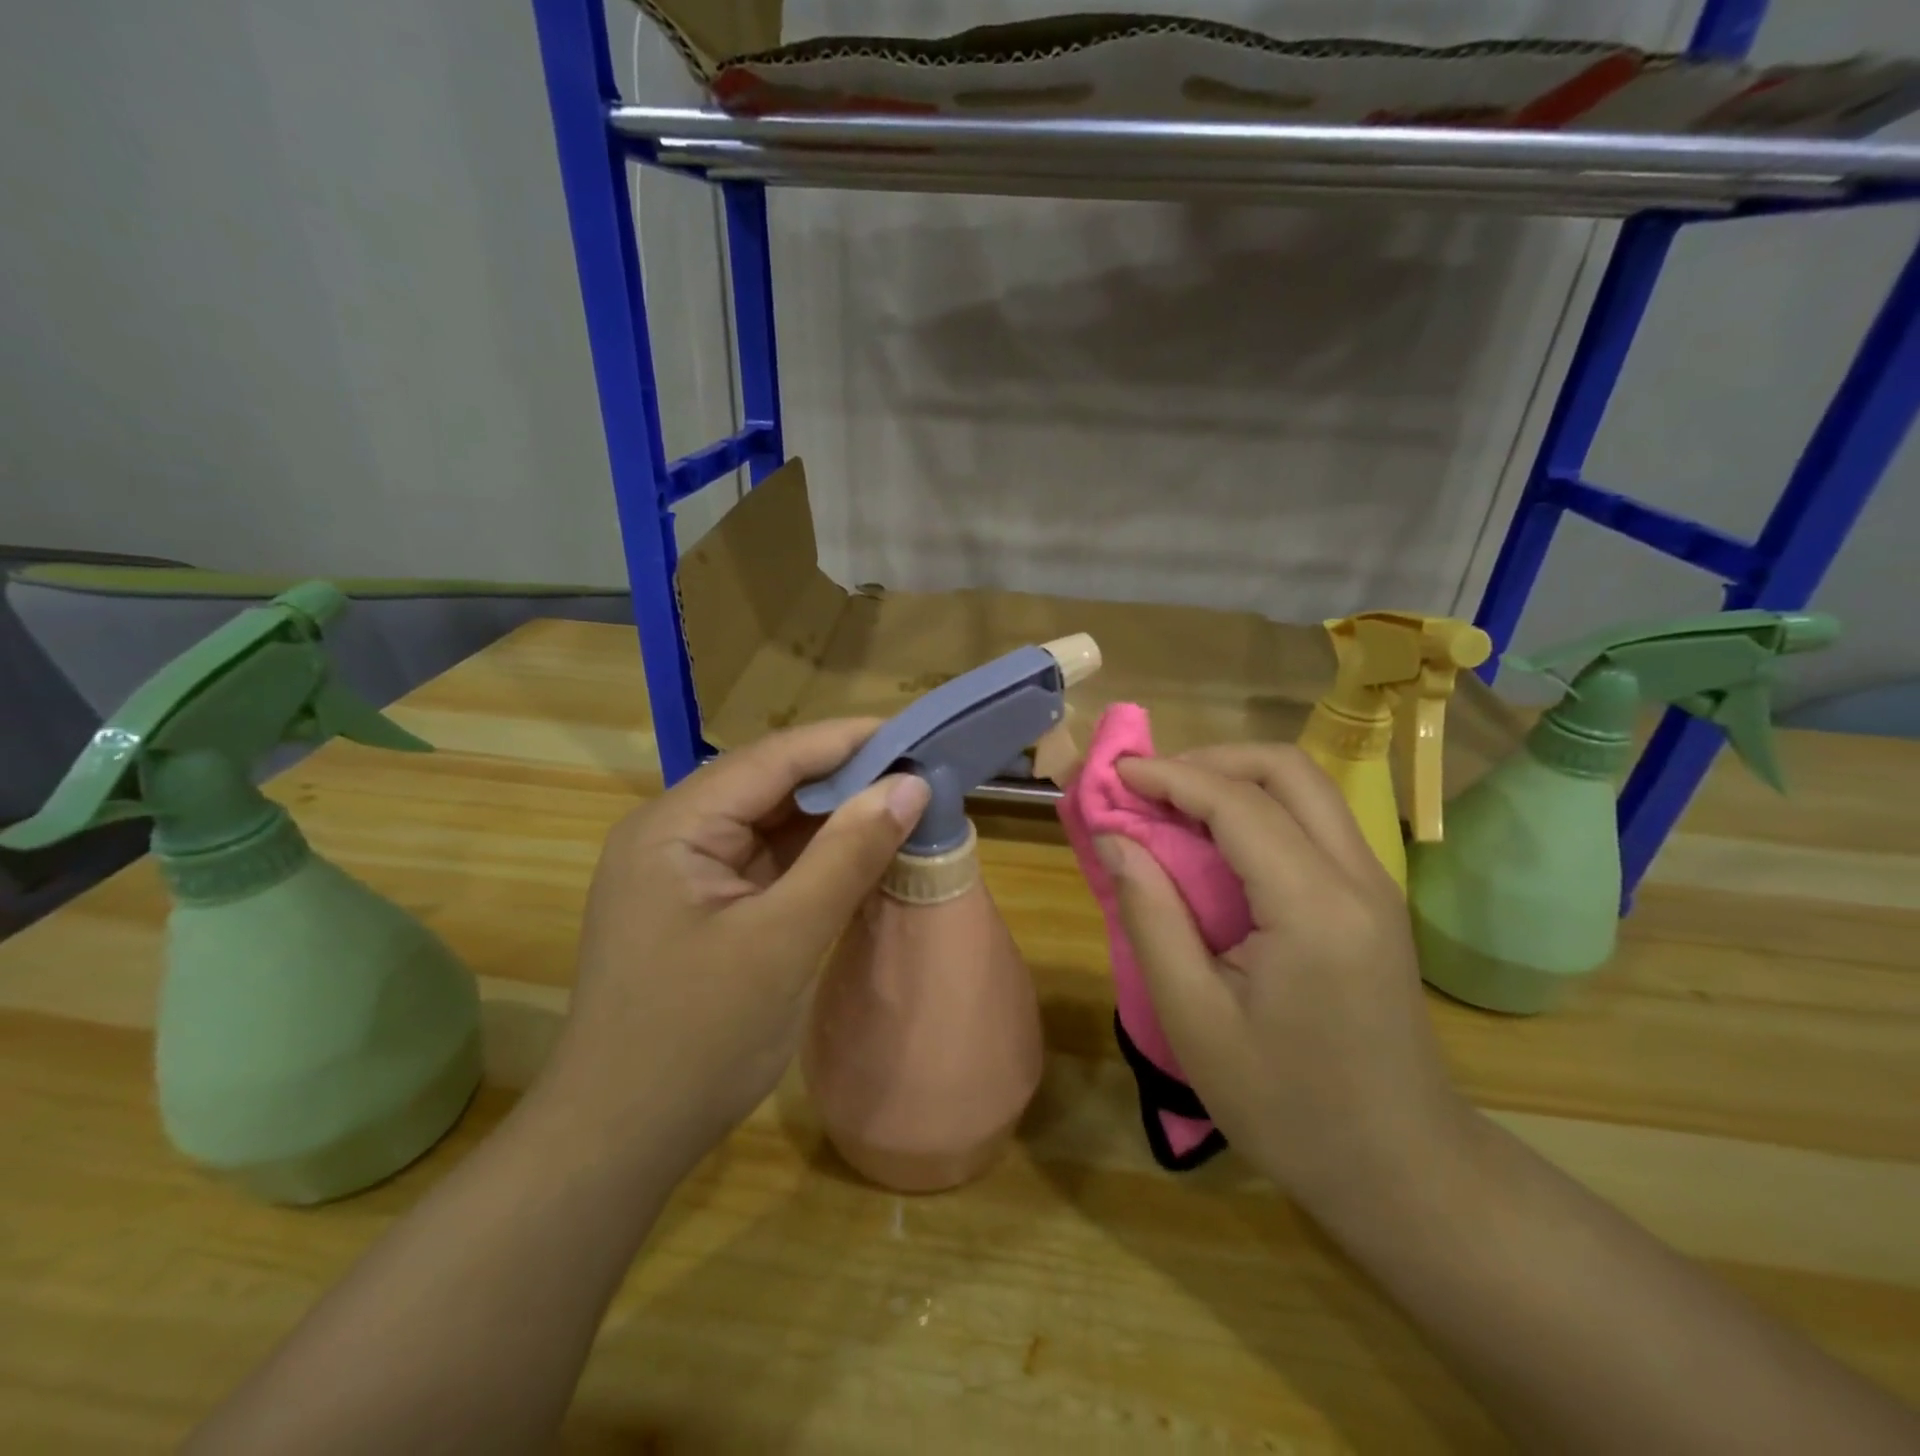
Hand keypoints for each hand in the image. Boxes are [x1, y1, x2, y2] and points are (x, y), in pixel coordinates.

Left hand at [542, 720, 929, 1178]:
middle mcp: (674, 834)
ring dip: (835, 818)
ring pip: (772, 824)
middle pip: (771, 785)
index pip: (773, 758)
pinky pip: (769, 863)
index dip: (847, 741)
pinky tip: (862, 854)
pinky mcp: (703, 906)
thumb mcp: (784, 940)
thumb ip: (847, 855)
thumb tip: (911, 785)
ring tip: (904, 806)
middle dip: (845, 779)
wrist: (620, 1142)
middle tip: (920, 774)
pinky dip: (816, 858)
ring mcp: (686, 872)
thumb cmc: (697, 1040)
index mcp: (675, 826)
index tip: (915, 735)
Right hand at [1097, 744, 1470, 1217]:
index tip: (1116, 772)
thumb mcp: (1194, 1019)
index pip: (1238, 804)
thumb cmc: (1286, 1105)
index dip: (1170, 776)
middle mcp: (1358, 878)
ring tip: (1174, 805)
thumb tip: (1115, 839)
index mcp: (1314, 908)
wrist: (1402, 1168)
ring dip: (1236, 779)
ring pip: (1307, 789)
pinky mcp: (1374, 901)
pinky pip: (1314, 822)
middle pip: (1287, 771)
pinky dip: (1259, 808)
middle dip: (1210, 760)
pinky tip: (1217, 841)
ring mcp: (1375, 886)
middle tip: (1149, 786)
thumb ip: (1150, 916)